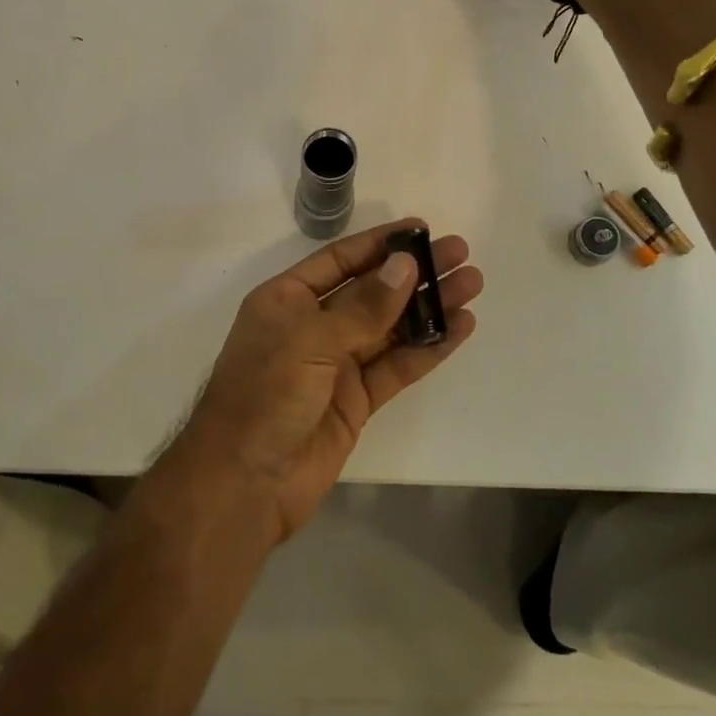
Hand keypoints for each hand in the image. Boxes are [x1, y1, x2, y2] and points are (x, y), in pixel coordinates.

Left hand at [167, 219, 481, 544]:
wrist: (243, 485)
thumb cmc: (264, 397)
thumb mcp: (310, 341)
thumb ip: (363, 307)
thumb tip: (405, 264)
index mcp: (287, 300)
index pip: (340, 260)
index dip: (380, 244)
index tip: (421, 229)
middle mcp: (312, 326)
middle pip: (371, 291)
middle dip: (414, 273)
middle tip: (460, 254)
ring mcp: (335, 365)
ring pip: (390, 328)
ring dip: (429, 307)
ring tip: (472, 285)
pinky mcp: (356, 401)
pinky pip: (396, 366)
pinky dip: (427, 348)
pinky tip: (459, 329)